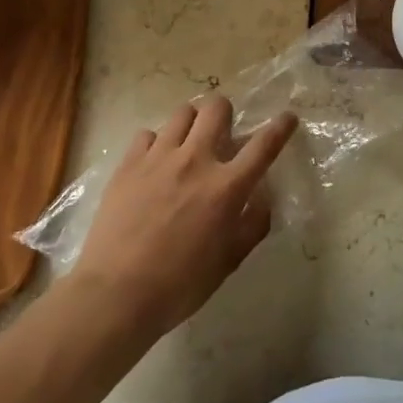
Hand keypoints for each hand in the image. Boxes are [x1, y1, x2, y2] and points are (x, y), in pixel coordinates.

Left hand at [70, 96, 297, 339]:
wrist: (115, 294)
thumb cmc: (179, 285)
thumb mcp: (228, 262)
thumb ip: (252, 225)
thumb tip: (262, 198)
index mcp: (226, 187)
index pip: (264, 145)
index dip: (280, 127)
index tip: (287, 117)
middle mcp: (196, 161)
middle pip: (217, 108)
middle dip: (225, 113)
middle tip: (221, 134)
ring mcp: (159, 157)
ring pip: (182, 113)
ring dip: (191, 124)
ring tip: (185, 144)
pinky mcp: (129, 163)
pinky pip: (147, 134)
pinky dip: (155, 144)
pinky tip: (153, 164)